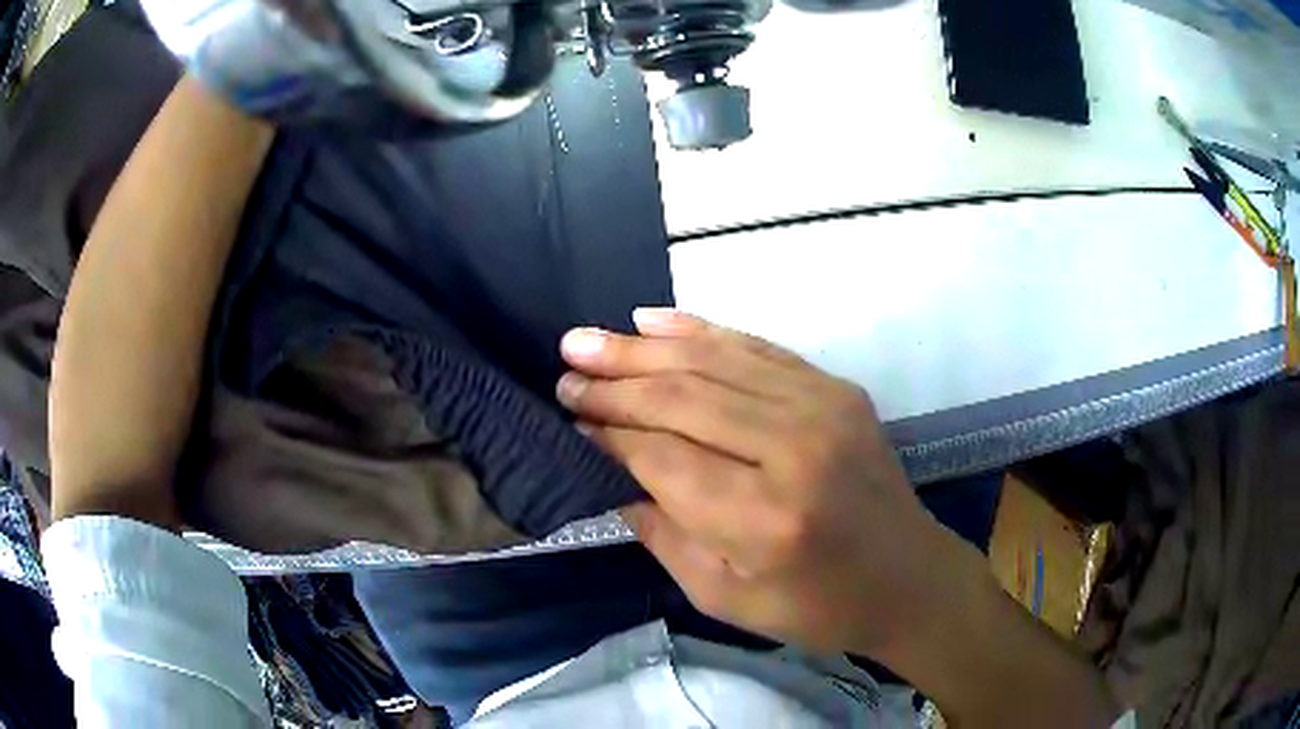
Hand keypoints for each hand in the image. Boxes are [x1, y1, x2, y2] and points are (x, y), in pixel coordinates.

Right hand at [557, 309, 963, 655]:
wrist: (908, 577)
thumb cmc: (815, 606)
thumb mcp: (723, 596)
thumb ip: (661, 531)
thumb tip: (608, 469)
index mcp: (765, 519)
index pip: (662, 457)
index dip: (608, 434)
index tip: (568, 417)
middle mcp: (794, 449)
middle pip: (682, 398)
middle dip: (614, 384)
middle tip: (565, 370)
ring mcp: (823, 407)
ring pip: (712, 360)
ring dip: (642, 348)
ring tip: (588, 340)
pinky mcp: (836, 387)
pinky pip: (755, 347)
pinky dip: (699, 330)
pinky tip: (651, 321)